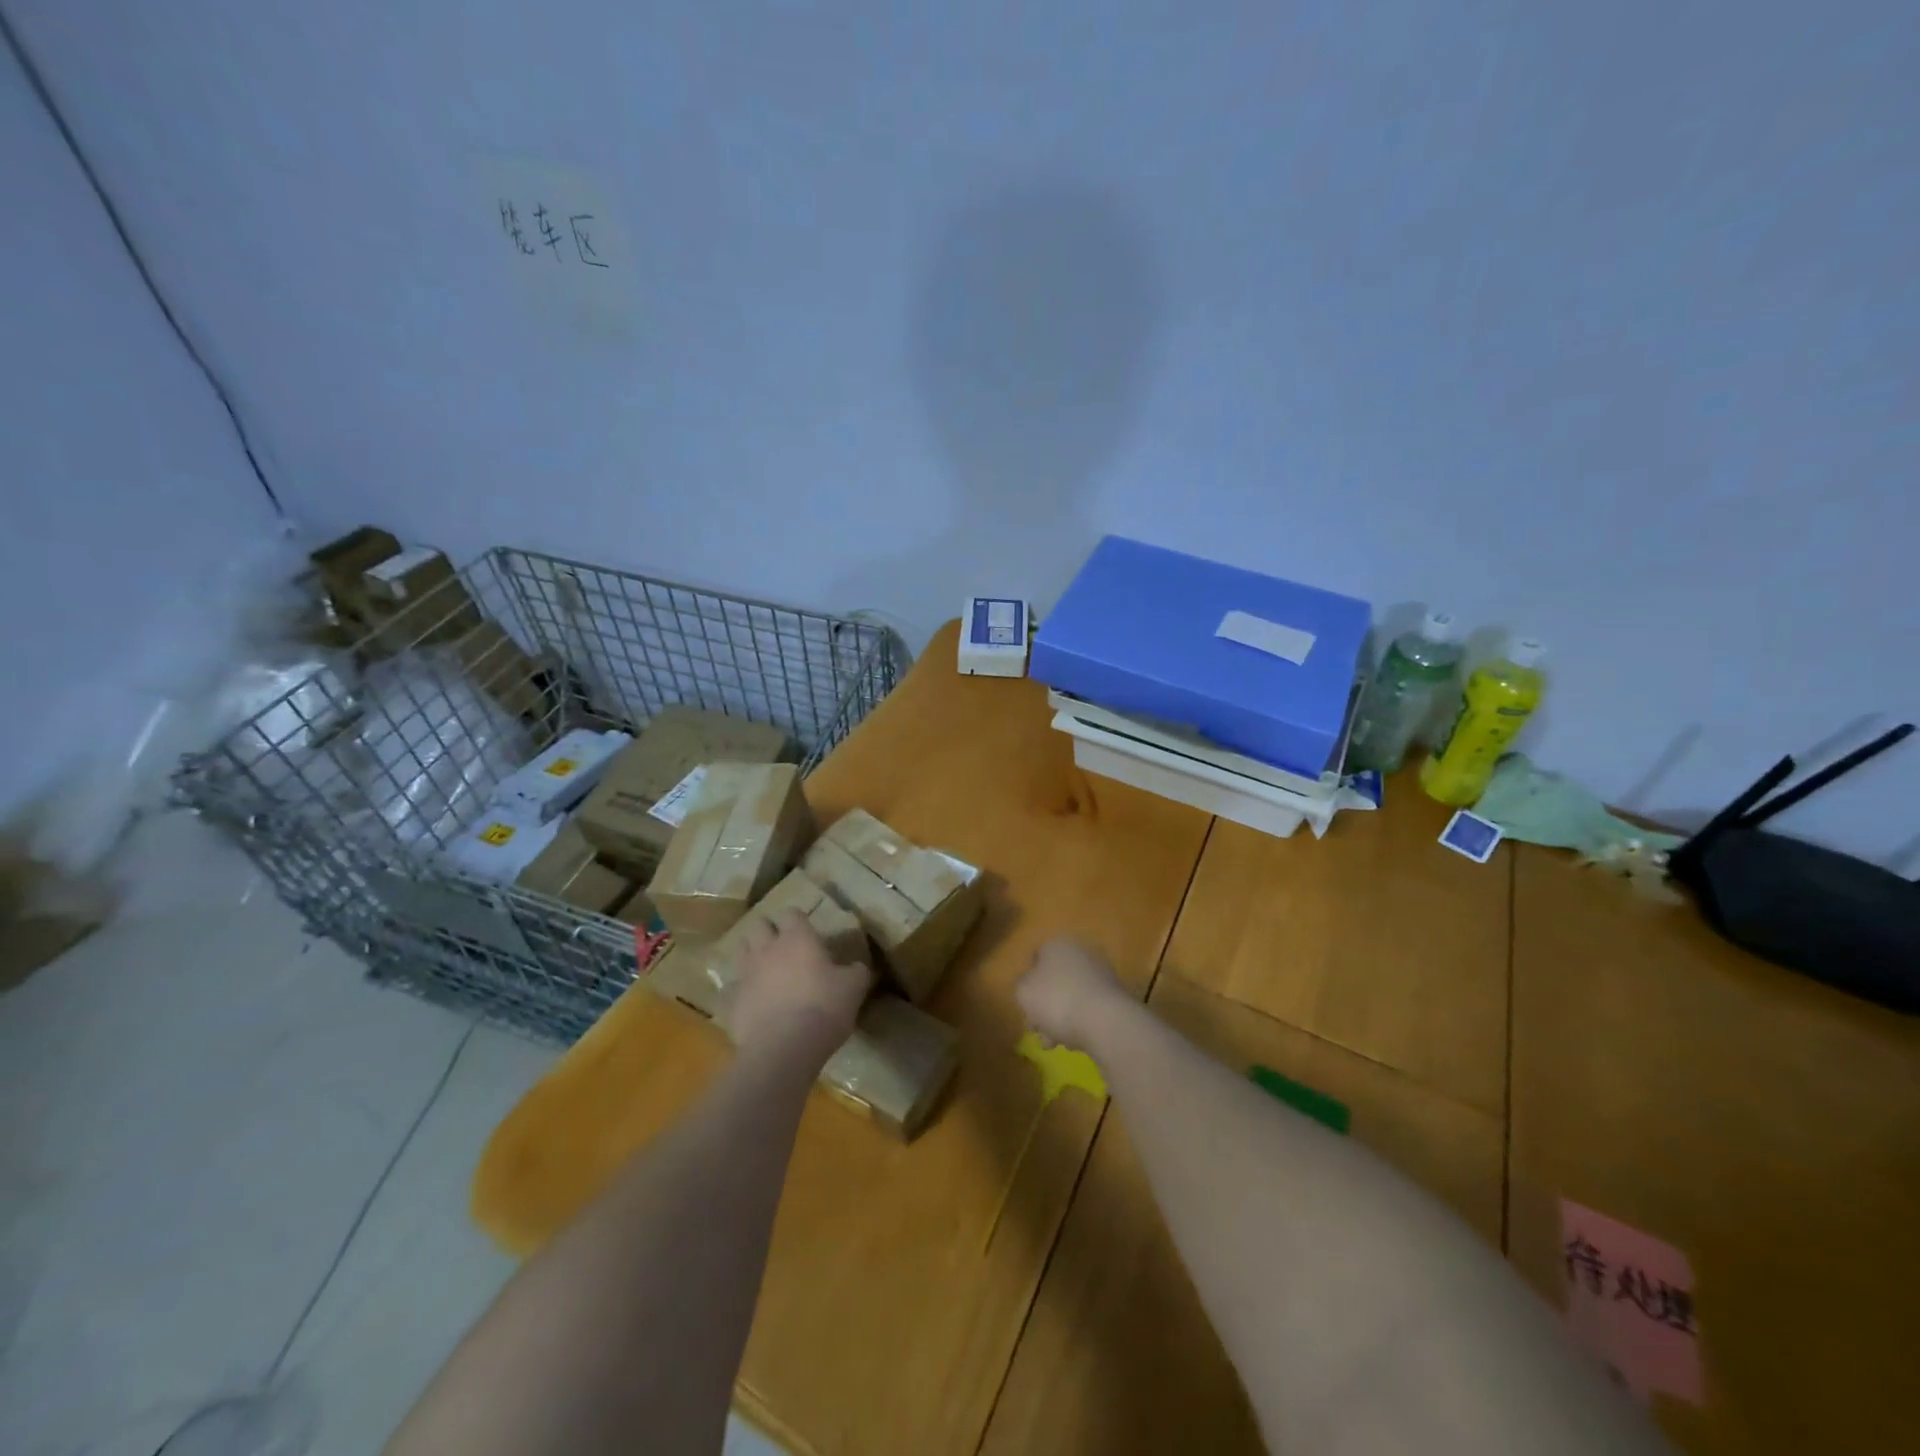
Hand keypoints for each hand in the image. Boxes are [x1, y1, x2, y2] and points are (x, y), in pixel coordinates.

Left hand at [728, 909, 871, 1060]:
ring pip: (741, 950)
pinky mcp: (732, 1001)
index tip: (807, 930)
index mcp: (797, 938)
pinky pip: (733, 987)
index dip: (798, 919)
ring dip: (752, 954)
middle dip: (768, 930)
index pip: (792, 913)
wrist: (783, 1048)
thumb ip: (856, 971)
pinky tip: (754, 1001)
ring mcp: (746, 974)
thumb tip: (857, 966)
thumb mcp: (854, 988)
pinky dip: (742, 990)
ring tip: (765, 968)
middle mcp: (767, 948)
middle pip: (759, 925)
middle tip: (782, 945)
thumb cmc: (823, 1008)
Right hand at [1016, 937, 1128, 1052]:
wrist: (1105, 1021)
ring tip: (1052, 1043)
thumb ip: (1022, 986)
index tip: (1024, 1005)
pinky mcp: (1116, 996)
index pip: (1037, 958)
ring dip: (1059, 1018)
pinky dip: (1080, 1022)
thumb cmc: (1057, 1000)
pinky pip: (1089, 1008)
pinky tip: (1074, 1042)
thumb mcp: (1024, 992)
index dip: (1027, 983)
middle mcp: (1081, 952)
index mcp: (1058, 944)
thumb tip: (1030, 987)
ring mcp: (1102, 974)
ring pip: (1071, 996)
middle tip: (1036, 1029)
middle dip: (1044, 1006)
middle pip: (1055, 980)